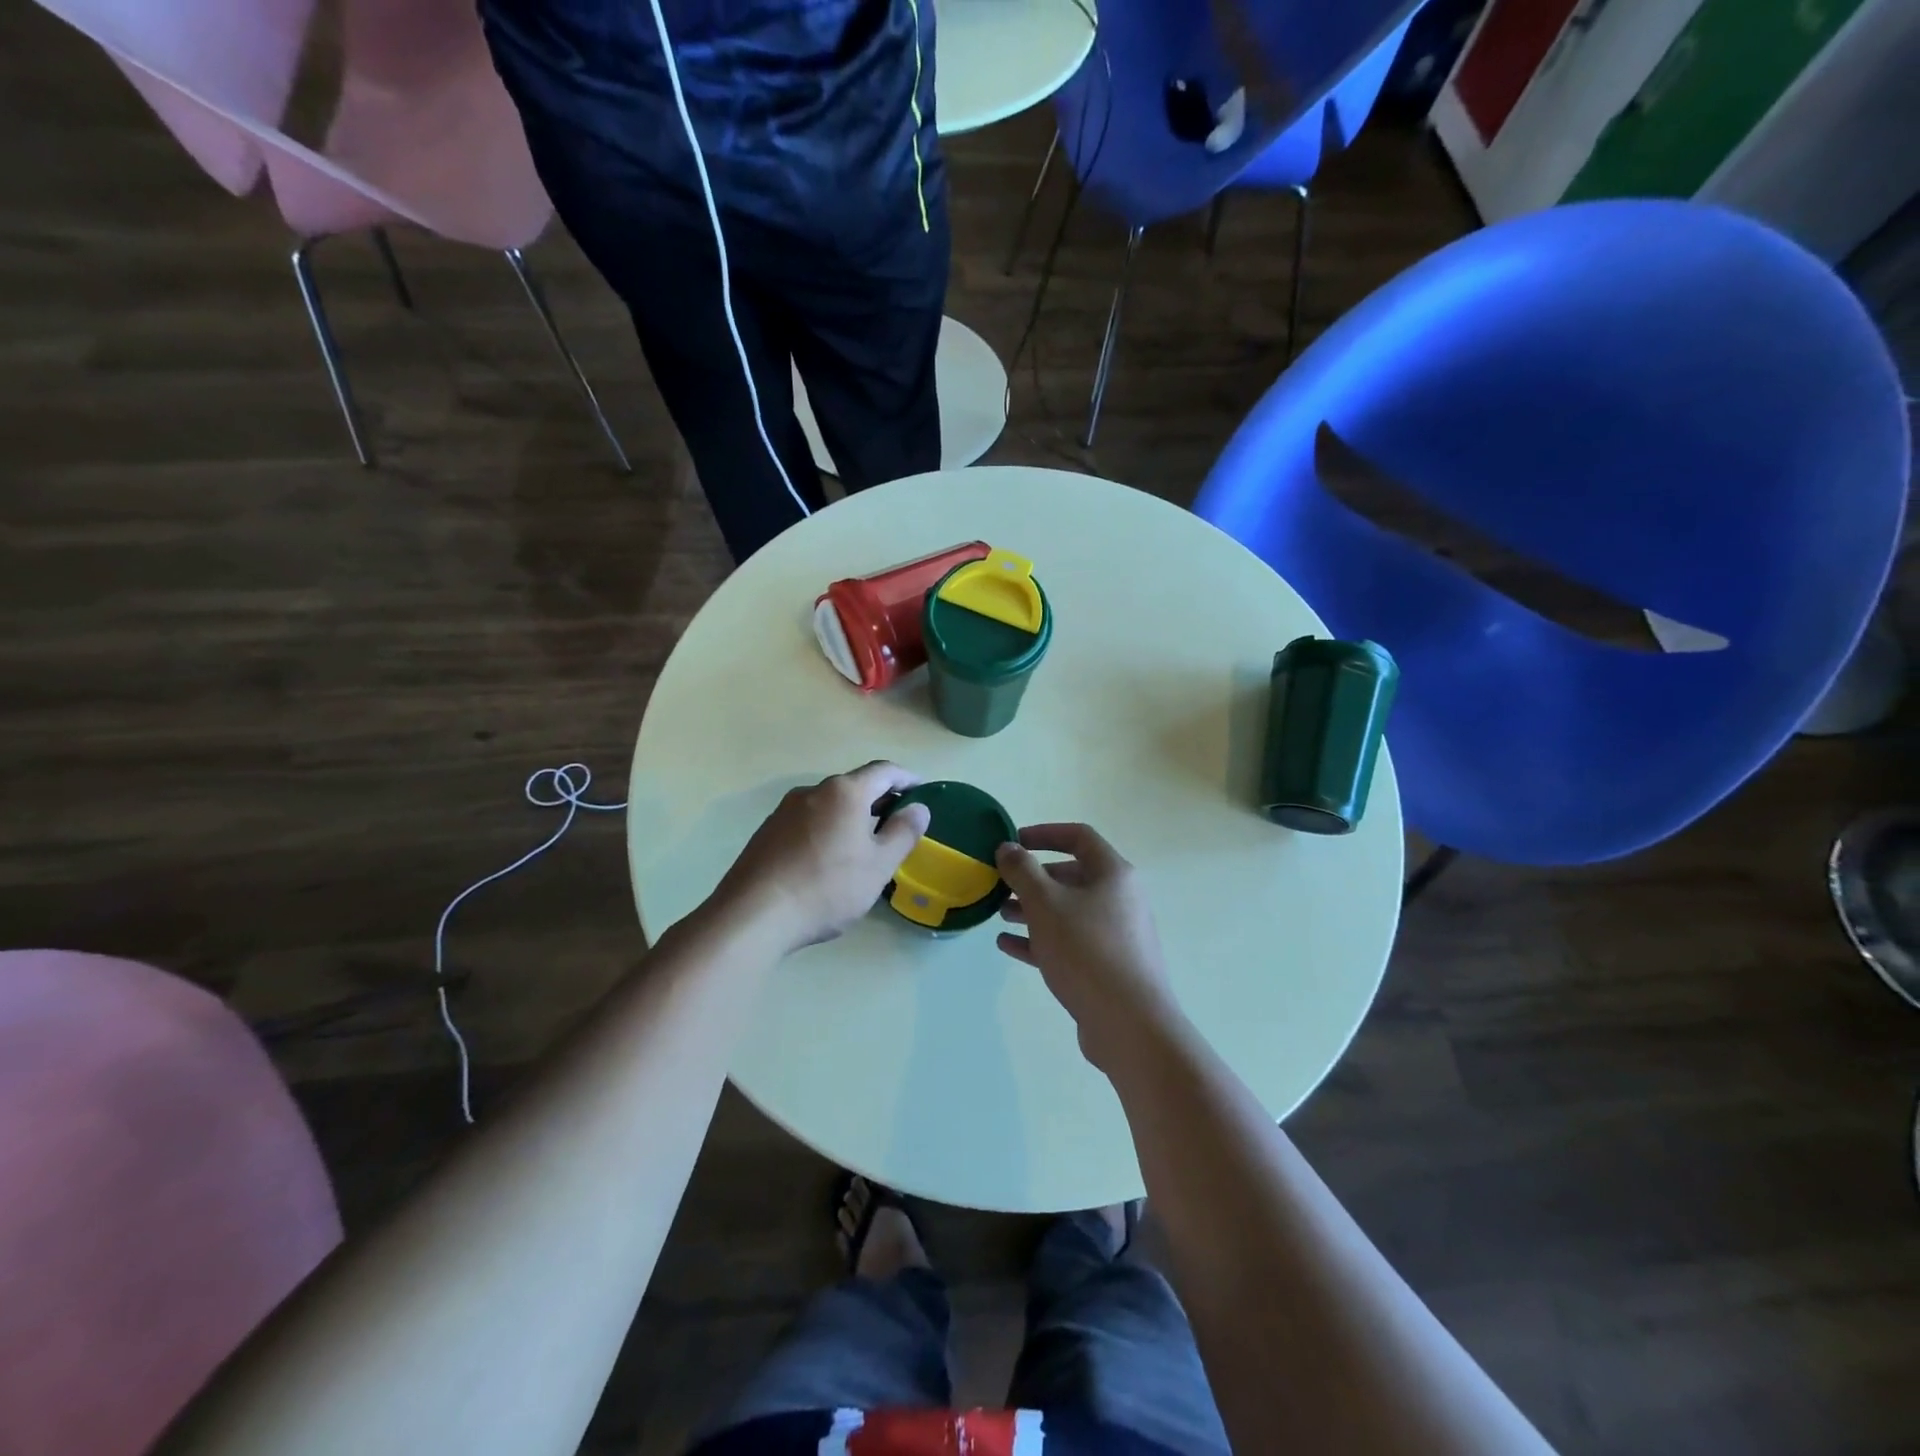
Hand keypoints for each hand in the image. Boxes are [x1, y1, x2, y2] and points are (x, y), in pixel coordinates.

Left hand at [714, 762, 930, 954]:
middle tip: (899, 821)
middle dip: (880, 798)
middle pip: (855, 785)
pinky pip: (808, 820)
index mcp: (845, 792)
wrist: (753, 915)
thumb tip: (919, 808)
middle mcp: (813, 791)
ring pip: (829, 804)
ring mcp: (785, 809)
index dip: (907, 778)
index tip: (923, 791)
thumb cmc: (827, 887)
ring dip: (852, 815)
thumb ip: (903, 833)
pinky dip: (828, 828)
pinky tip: (829, 858)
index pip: (884, 771)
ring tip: (866, 843)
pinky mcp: (767, 831)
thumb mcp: (878, 866)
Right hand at [995, 824, 1183, 1072]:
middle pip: (1072, 875)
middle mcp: (1120, 899)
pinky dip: (1040, 939)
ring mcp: (1115, 935)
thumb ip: (1022, 871)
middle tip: (1001, 885)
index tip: (1013, 843)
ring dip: (1033, 909)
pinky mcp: (1107, 967)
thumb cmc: (1087, 951)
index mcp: (1113, 874)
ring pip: (1068, 911)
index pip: (1079, 837)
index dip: (1044, 833)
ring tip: (1000, 915)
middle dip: (1033, 878)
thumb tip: (1007, 847)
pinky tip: (1008, 945)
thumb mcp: (1046, 904)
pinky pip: (1069, 942)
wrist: (1130, 1025)